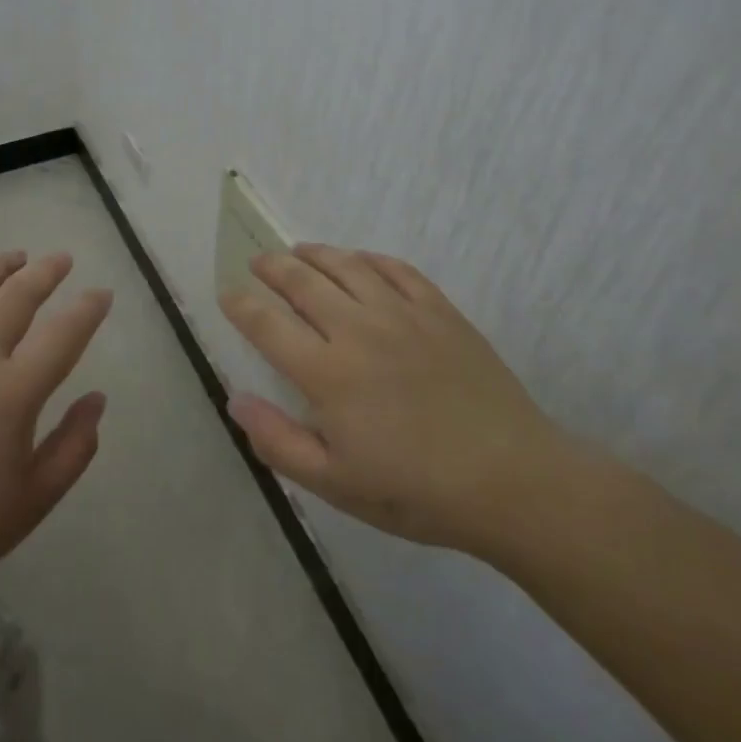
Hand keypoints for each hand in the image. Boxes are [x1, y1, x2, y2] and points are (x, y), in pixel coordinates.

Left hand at [0, 252, 110, 650]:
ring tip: (14, 259)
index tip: (101, 293)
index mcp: (12, 393)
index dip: (88, 309)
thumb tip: (97, 398)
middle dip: (46, 271)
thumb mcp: (32, 502)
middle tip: (62, 259)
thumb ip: (74, 446)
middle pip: (16, 295)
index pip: (63, 334)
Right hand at [220, 244, 566, 557]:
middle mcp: (358, 330)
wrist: (512, 480)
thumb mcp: (336, 485)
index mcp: (327, 373)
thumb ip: (279, 442)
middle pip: (302, 282)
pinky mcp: (439, 310)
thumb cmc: (417, 490)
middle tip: (258, 263)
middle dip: (272, 267)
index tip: (227, 294)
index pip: (267, 324)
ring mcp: (401, 314)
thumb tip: (235, 400)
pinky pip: (396, 269)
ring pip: (347, 265)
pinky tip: (360, 261)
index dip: (241, 305)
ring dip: (316, 253)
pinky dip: (369, 259)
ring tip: (299, 251)